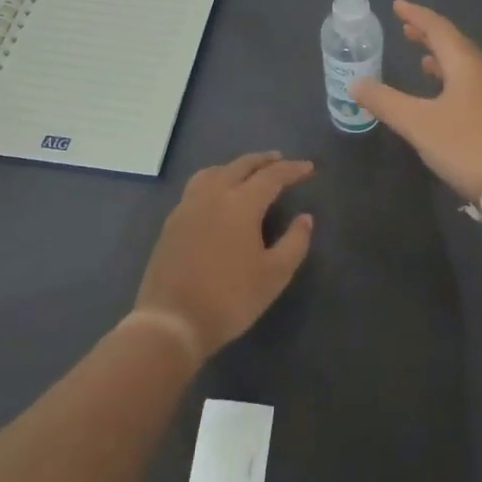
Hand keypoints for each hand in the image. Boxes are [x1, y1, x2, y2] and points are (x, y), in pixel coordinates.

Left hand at [131, 152, 314, 361]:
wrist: (172, 321)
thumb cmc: (230, 299)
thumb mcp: (274, 275)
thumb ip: (295, 242)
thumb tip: (305, 218)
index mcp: (241, 203)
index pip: (271, 176)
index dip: (292, 170)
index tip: (308, 168)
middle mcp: (213, 195)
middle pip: (241, 166)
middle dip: (264, 161)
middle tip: (280, 160)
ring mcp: (188, 206)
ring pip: (215, 172)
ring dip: (236, 166)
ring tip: (248, 172)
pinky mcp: (172, 221)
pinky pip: (197, 186)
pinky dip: (215, 179)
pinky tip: (218, 195)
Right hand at [350, 1, 481, 200]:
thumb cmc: (464, 145)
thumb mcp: (417, 123)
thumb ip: (385, 101)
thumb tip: (356, 84)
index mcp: (466, 64)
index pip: (438, 28)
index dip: (416, 15)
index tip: (397, 5)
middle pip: (455, 44)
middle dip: (429, 34)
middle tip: (405, 28)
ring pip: (465, 65)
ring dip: (442, 57)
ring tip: (423, 58)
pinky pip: (472, 83)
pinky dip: (452, 78)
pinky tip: (444, 94)